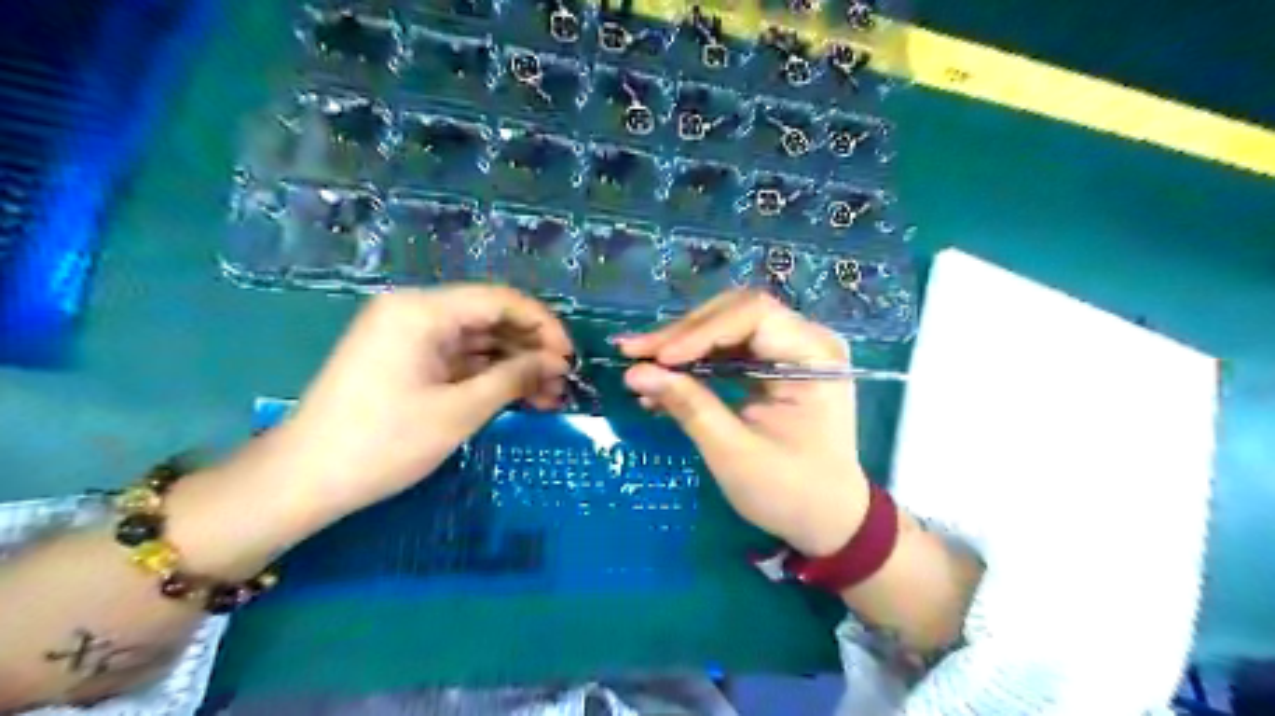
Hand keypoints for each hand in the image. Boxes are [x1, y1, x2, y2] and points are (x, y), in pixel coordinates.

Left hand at [267, 283, 574, 520]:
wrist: (303, 480)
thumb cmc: (383, 443)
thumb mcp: (458, 411)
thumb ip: (513, 378)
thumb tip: (555, 362)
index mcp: (422, 310)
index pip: (499, 300)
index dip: (543, 325)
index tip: (570, 358)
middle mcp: (414, 312)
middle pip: (489, 318)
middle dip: (531, 349)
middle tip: (564, 384)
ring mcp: (408, 337)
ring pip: (477, 341)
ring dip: (514, 367)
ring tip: (550, 398)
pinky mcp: (406, 361)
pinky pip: (458, 360)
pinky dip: (488, 377)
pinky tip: (519, 398)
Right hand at [615, 289, 866, 552]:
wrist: (827, 520)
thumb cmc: (790, 492)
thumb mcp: (734, 453)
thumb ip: (688, 406)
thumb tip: (635, 373)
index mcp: (815, 356)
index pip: (753, 316)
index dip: (700, 332)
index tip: (657, 359)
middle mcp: (807, 340)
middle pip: (736, 314)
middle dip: (683, 334)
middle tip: (635, 353)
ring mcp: (791, 351)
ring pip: (727, 328)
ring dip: (683, 345)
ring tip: (640, 363)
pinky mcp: (774, 366)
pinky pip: (729, 351)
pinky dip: (695, 363)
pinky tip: (662, 382)